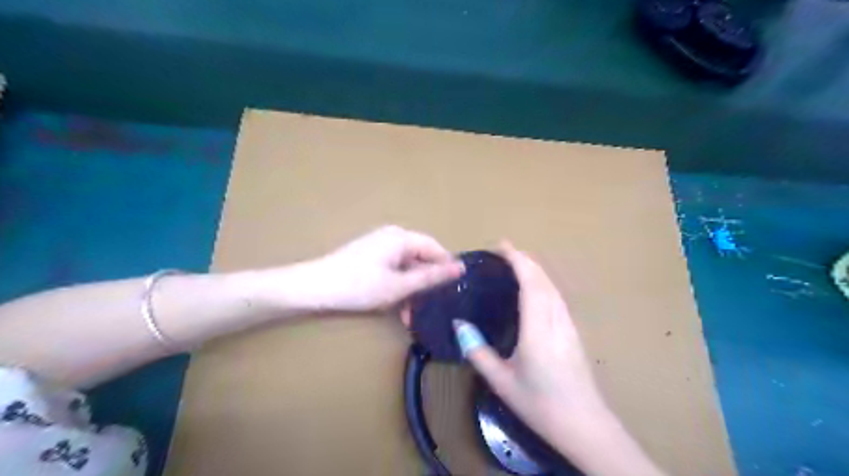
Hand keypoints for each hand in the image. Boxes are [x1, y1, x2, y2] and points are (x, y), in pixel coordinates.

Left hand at [305, 226, 463, 311]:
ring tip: (410, 316)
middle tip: (431, 308)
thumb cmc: (359, 286)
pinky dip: (397, 286)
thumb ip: (430, 277)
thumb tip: (459, 268)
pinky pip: (393, 269)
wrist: (314, 287)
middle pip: (420, 258)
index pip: (435, 248)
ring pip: (406, 267)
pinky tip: (396, 307)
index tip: (455, 289)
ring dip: (410, 290)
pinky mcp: (370, 256)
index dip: (446, 268)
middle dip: (425, 284)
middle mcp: (393, 236)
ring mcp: (380, 245)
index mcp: (401, 237)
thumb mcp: (399, 286)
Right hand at [458, 243, 602, 440]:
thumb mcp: (502, 382)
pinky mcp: (573, 331)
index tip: (501, 246)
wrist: (585, 426)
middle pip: (543, 279)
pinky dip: (543, 283)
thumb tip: (459, 325)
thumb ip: (478, 351)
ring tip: (515, 265)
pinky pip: (557, 297)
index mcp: (538, 329)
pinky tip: (533, 290)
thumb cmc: (540, 405)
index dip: (518, 260)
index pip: (530, 283)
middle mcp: (556, 320)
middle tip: (503, 252)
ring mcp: (568, 325)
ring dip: (535, 269)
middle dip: (525, 259)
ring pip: (553, 287)